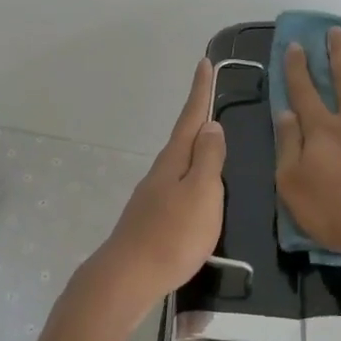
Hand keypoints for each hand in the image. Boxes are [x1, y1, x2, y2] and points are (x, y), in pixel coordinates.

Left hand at [88, 59, 225, 323]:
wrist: (128, 278)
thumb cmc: (172, 234)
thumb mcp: (202, 193)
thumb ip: (209, 159)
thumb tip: (211, 125)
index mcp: (175, 159)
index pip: (191, 117)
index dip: (200, 90)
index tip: (204, 62)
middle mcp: (161, 171)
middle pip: (184, 137)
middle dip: (198, 116)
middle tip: (212, 97)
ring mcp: (153, 195)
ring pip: (180, 162)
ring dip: (196, 148)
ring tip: (212, 142)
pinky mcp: (151, 219)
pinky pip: (177, 186)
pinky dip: (191, 177)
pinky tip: (197, 191)